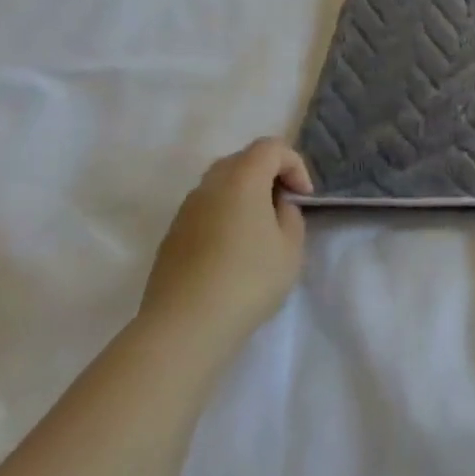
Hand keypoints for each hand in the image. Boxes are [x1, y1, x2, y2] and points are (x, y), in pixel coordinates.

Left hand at [139, 138, 311, 349]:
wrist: (183, 327)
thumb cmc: (247, 281)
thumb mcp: (290, 248)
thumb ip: (290, 216)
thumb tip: (275, 207)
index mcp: (242, 179)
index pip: (271, 147)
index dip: (294, 164)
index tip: (303, 197)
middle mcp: (209, 185)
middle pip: (242, 159)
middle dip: (268, 174)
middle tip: (283, 205)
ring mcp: (185, 211)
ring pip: (220, 184)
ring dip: (243, 194)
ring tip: (258, 229)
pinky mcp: (171, 236)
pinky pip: (204, 210)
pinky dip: (223, 215)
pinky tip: (231, 251)